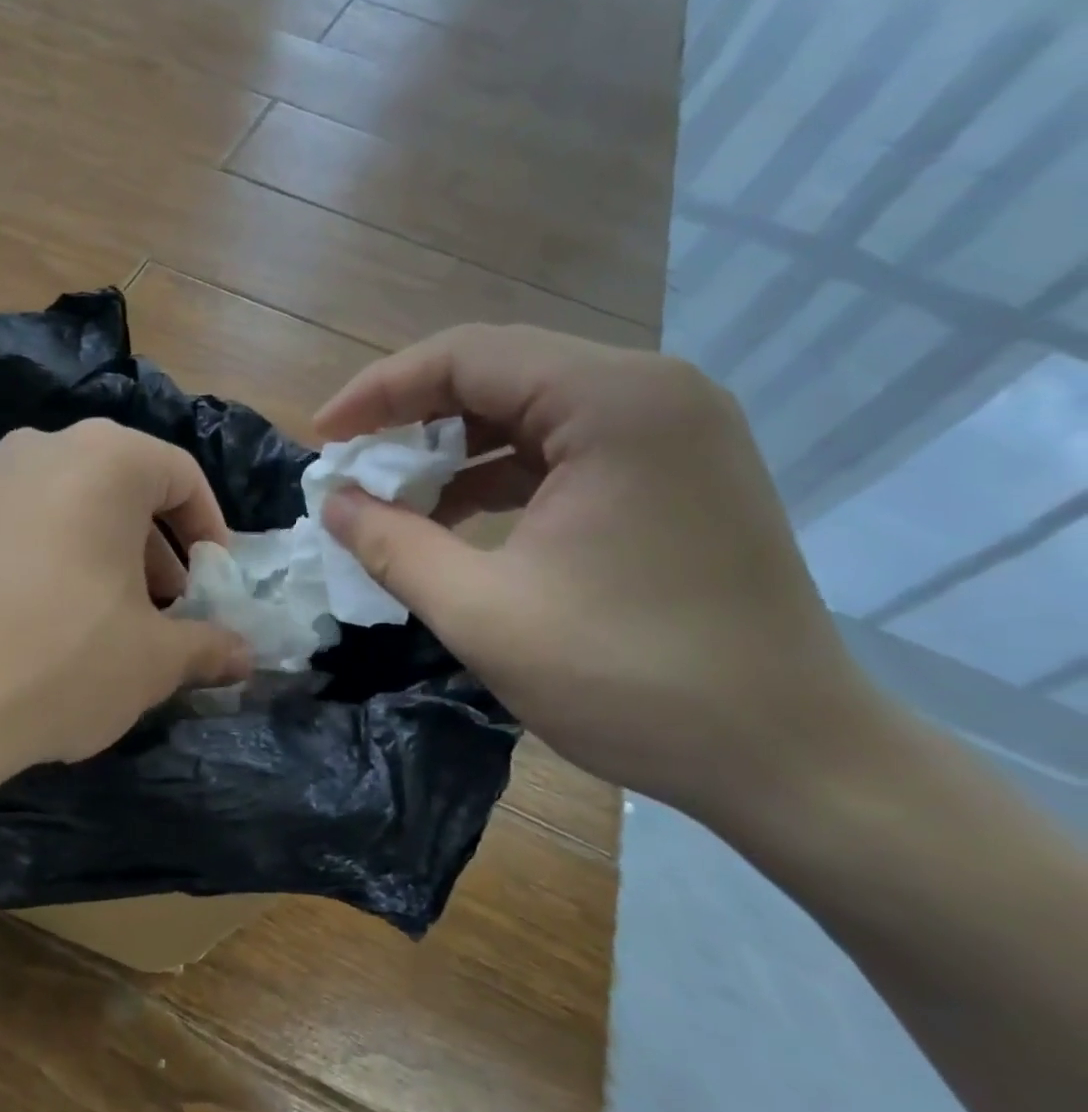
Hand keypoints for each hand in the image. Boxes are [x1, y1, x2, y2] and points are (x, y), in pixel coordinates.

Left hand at [0, 420, 253, 780]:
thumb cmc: (61, 659)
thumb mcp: (153, 660)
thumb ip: (208, 647)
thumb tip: (245, 656)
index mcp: (105, 459)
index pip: (180, 475)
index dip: (209, 529)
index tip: (215, 582)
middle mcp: (40, 448)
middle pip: (121, 488)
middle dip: (154, 549)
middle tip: (166, 609)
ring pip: (68, 506)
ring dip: (103, 555)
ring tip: (109, 620)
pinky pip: (19, 527)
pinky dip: (50, 560)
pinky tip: (44, 623)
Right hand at [315, 324, 878, 830]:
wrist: (789, 756)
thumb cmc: (630, 680)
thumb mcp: (481, 613)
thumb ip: (394, 546)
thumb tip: (335, 505)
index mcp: (613, 404)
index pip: (467, 355)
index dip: (378, 391)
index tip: (322, 439)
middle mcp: (651, 393)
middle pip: (499, 371)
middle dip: (411, 417)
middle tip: (351, 465)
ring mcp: (671, 431)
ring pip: (528, 409)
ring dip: (452, 448)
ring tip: (393, 497)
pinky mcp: (673, 473)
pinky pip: (561, 448)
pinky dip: (497, 474)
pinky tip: (454, 519)